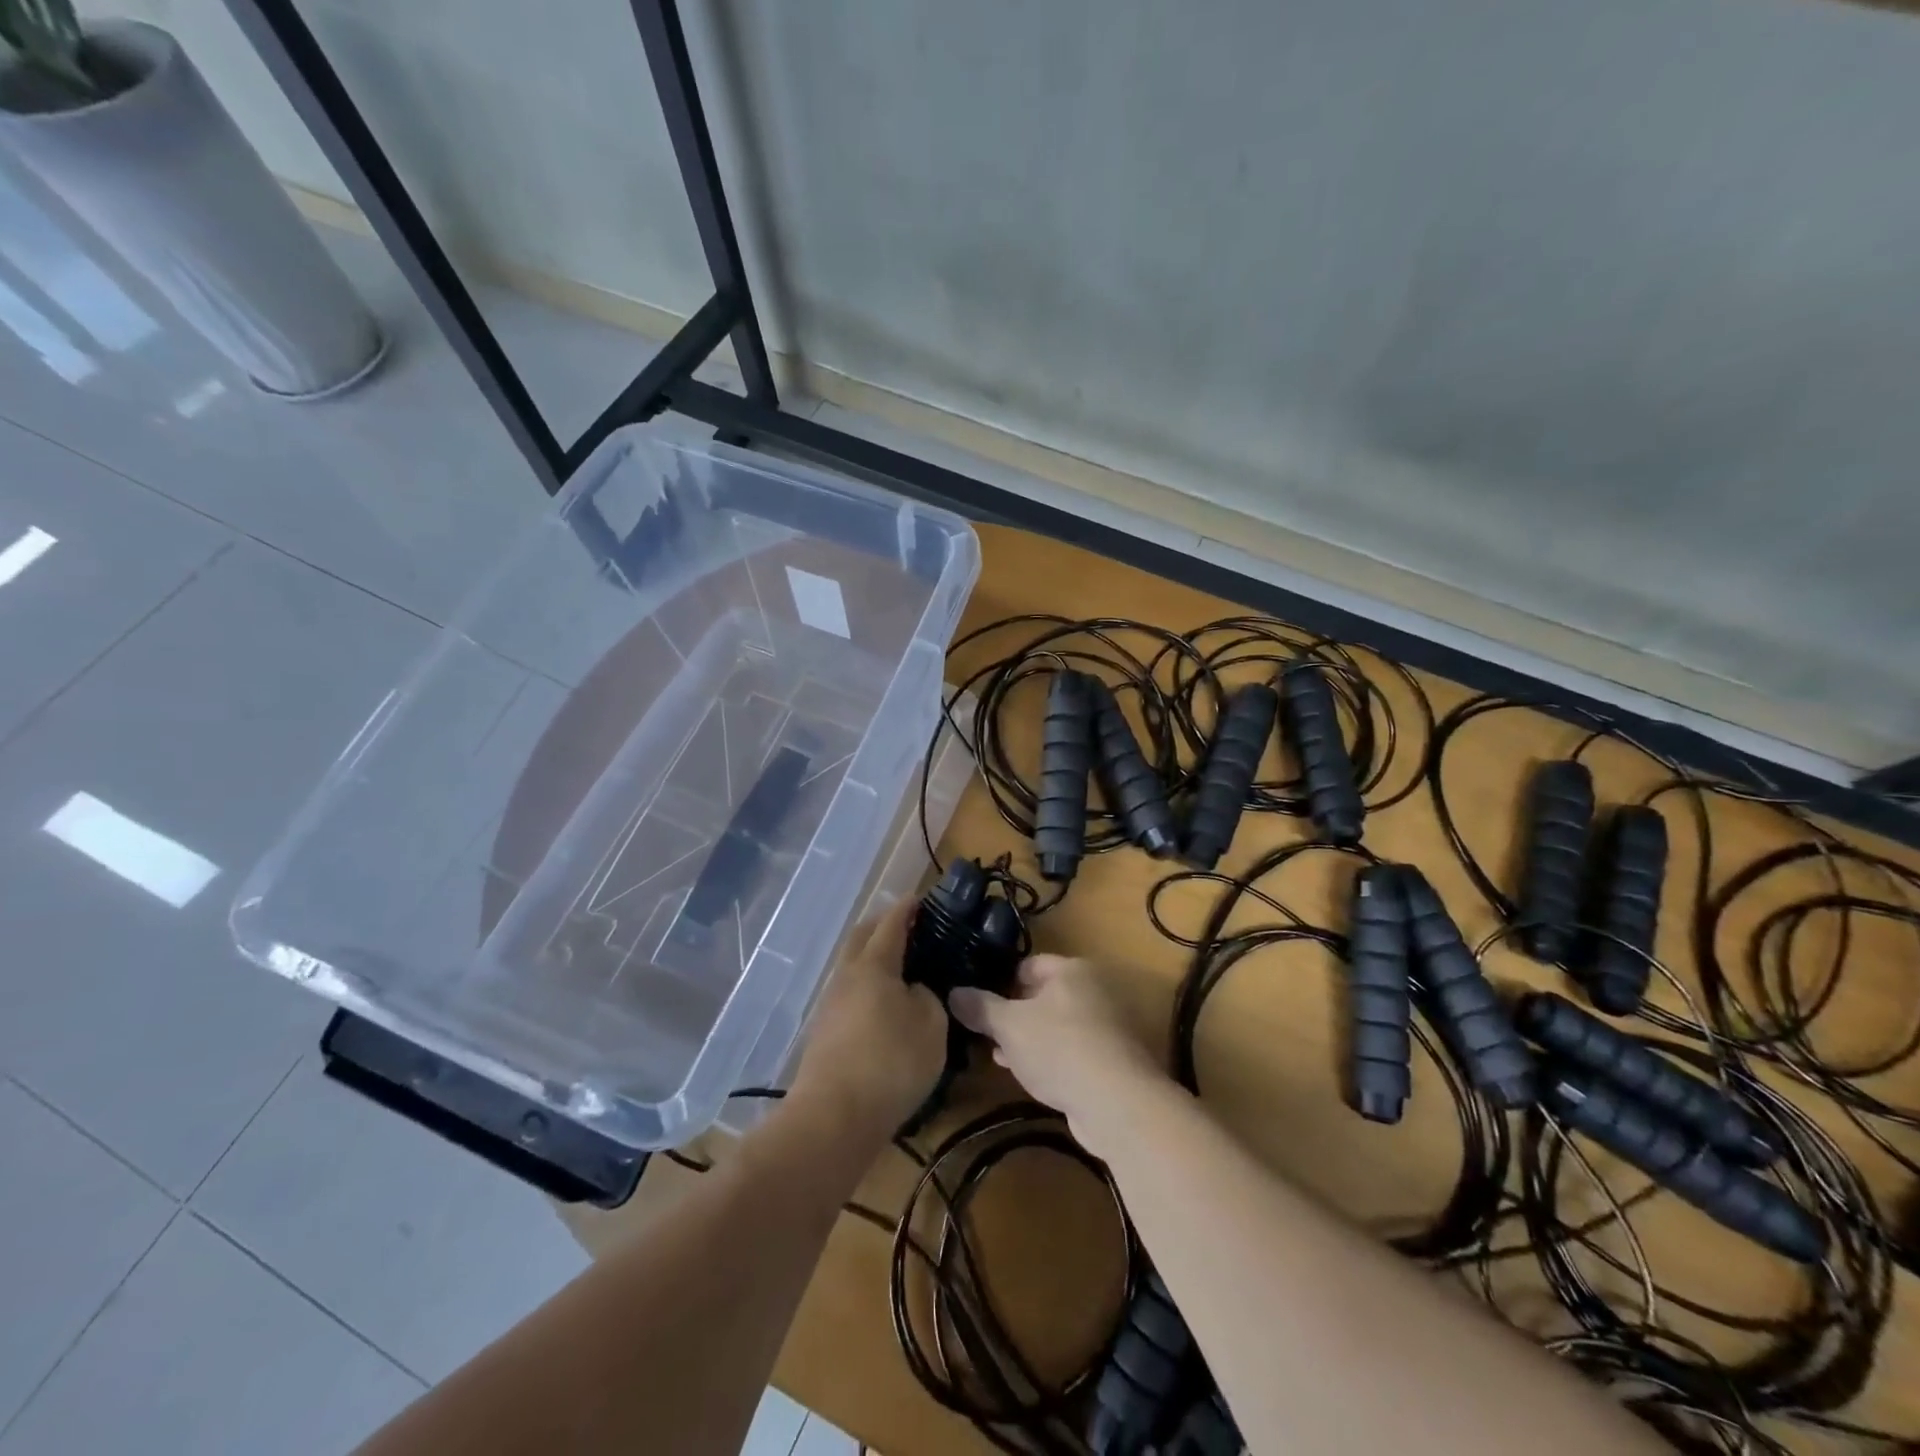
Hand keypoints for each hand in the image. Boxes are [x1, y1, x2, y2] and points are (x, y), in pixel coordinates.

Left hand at [790, 899, 946, 1139]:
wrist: (834, 1117)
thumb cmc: (891, 1062)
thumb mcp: (931, 1026)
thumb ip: (927, 998)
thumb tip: (915, 991)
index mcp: (874, 965)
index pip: (891, 924)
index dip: (907, 909)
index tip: (920, 898)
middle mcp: (847, 976)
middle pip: (861, 938)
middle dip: (882, 926)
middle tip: (907, 926)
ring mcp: (830, 1004)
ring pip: (852, 967)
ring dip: (872, 958)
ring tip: (899, 968)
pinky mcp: (824, 1032)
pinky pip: (849, 994)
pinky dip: (866, 987)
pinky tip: (882, 1005)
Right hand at [949, 955, 1165, 1155]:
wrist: (1117, 1103)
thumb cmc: (1059, 1048)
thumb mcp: (1009, 1026)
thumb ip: (980, 1008)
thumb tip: (953, 993)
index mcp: (1072, 969)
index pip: (1030, 965)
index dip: (1002, 981)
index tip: (980, 1001)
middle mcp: (1095, 990)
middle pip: (1045, 995)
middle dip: (1015, 1014)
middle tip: (987, 1032)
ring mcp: (1108, 1026)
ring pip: (1058, 1025)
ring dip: (1031, 1039)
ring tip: (1001, 1055)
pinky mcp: (1113, 1060)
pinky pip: (1072, 1051)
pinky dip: (1051, 1058)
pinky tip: (1029, 1076)